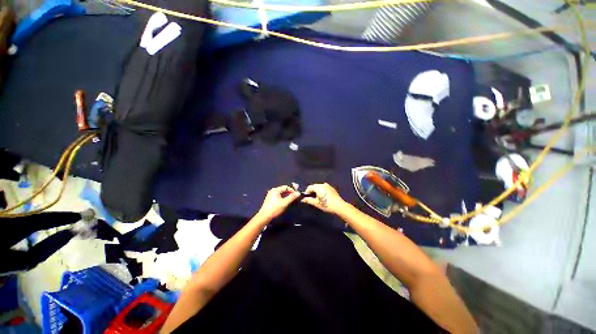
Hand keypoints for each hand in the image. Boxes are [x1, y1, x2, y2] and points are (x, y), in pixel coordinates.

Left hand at [256, 185, 300, 220]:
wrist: (264, 217)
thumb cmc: (275, 209)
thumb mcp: (285, 203)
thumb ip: (292, 197)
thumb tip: (299, 193)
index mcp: (275, 190)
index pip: (286, 187)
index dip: (292, 191)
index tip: (296, 196)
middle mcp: (273, 191)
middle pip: (284, 190)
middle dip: (290, 194)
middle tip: (295, 199)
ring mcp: (271, 195)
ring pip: (282, 194)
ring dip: (287, 197)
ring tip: (292, 202)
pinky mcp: (271, 200)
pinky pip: (279, 197)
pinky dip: (283, 199)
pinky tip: (286, 203)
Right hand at [301, 183, 346, 213]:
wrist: (339, 206)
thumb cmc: (326, 204)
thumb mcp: (316, 203)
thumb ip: (308, 200)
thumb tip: (303, 199)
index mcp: (318, 187)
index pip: (310, 187)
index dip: (306, 192)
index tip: (306, 197)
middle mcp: (323, 184)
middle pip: (315, 186)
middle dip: (312, 191)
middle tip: (311, 198)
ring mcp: (328, 186)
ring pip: (320, 187)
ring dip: (317, 191)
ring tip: (317, 198)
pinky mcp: (332, 189)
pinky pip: (324, 188)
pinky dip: (322, 191)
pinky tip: (323, 197)